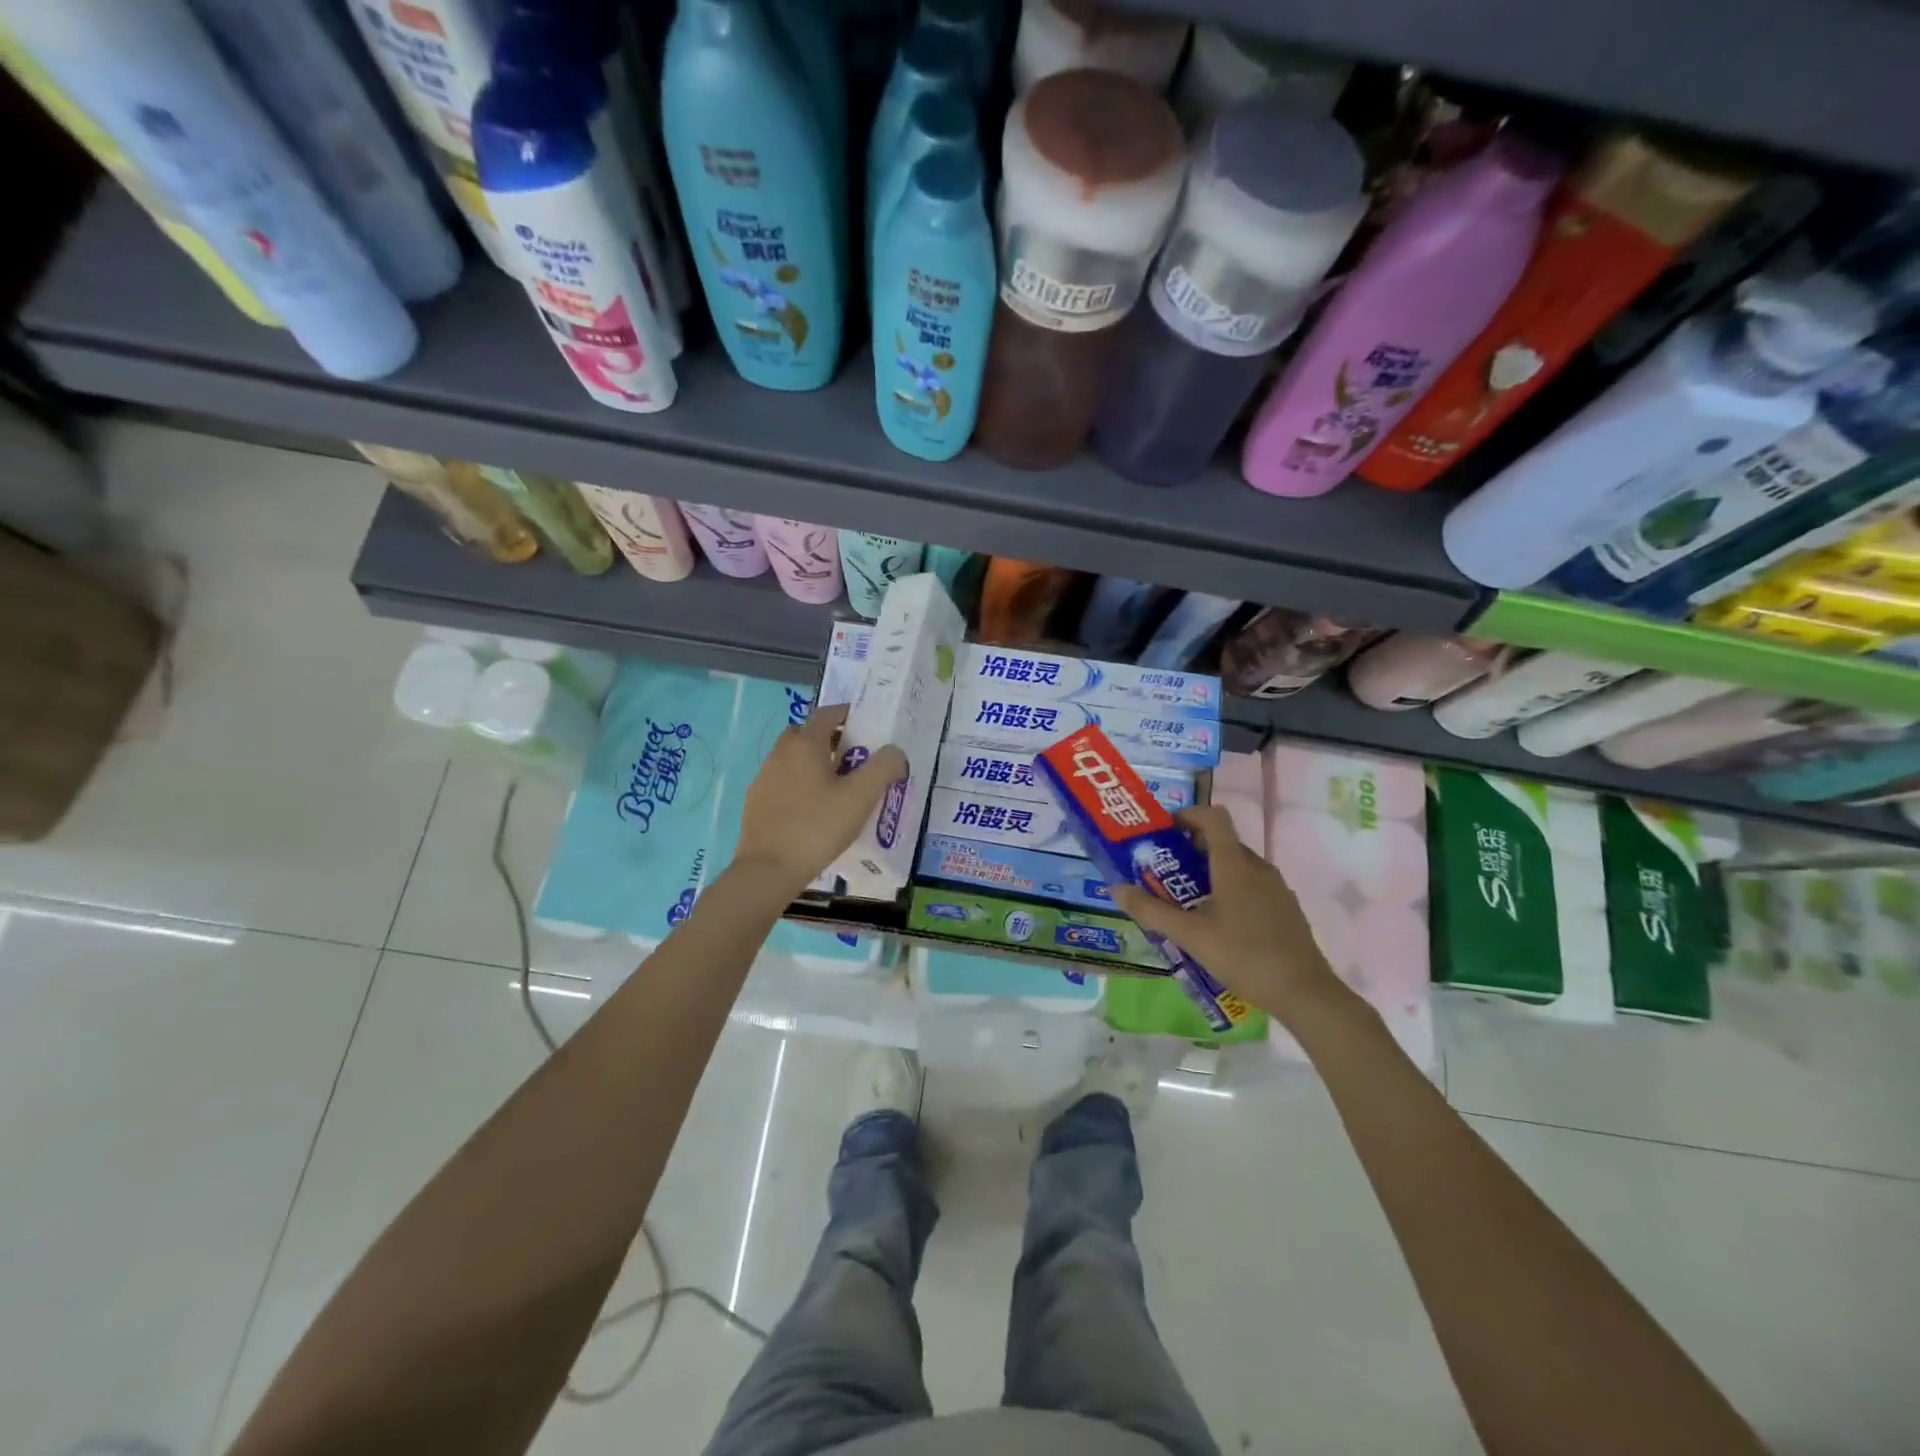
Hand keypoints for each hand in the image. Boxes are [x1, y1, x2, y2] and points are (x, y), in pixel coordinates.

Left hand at [735, 703, 907, 897]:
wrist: (769, 869)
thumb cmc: (818, 827)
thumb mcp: (861, 797)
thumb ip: (883, 768)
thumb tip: (895, 751)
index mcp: (805, 745)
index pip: (826, 714)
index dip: (846, 714)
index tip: (864, 724)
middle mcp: (780, 753)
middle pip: (805, 733)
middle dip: (827, 737)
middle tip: (850, 756)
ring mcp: (763, 778)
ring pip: (790, 757)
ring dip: (811, 761)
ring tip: (833, 785)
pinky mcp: (755, 802)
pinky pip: (780, 781)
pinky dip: (797, 783)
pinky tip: (811, 808)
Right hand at [1112, 805, 1344, 1022]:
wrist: (1304, 992)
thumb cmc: (1243, 955)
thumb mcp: (1189, 935)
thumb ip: (1151, 910)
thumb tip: (1115, 888)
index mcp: (1235, 864)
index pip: (1213, 816)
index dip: (1187, 815)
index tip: (1164, 833)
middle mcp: (1257, 867)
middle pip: (1221, 842)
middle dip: (1189, 851)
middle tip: (1163, 875)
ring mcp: (1275, 888)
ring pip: (1236, 866)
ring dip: (1208, 874)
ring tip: (1185, 903)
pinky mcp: (1284, 908)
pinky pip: (1250, 887)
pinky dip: (1228, 892)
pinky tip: (1217, 926)